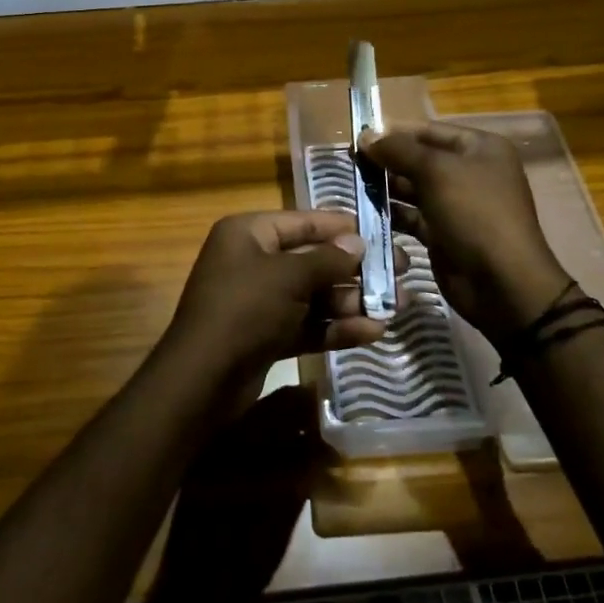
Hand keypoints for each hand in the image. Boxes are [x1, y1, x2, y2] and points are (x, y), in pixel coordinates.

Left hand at [160, 210, 388, 397]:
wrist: (201, 380)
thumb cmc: (244, 309)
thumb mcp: (289, 277)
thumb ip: (327, 259)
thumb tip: (357, 244)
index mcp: (249, 233)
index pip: (303, 222)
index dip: (342, 227)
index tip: (382, 231)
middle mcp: (253, 261)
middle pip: (314, 259)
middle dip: (357, 270)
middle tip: (401, 271)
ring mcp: (260, 301)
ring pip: (315, 295)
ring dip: (353, 301)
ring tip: (398, 307)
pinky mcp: (267, 335)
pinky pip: (307, 324)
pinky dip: (336, 328)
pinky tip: (373, 333)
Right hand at [361, 122, 570, 341]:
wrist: (502, 283)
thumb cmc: (475, 214)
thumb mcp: (437, 172)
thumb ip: (398, 150)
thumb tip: (365, 136)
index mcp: (479, 148)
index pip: (428, 130)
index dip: (394, 132)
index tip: (358, 137)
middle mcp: (469, 172)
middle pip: (419, 159)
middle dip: (386, 160)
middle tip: (349, 163)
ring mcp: (456, 205)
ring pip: (413, 189)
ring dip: (385, 187)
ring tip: (352, 185)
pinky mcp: (443, 234)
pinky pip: (412, 216)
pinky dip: (391, 213)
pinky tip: (364, 213)